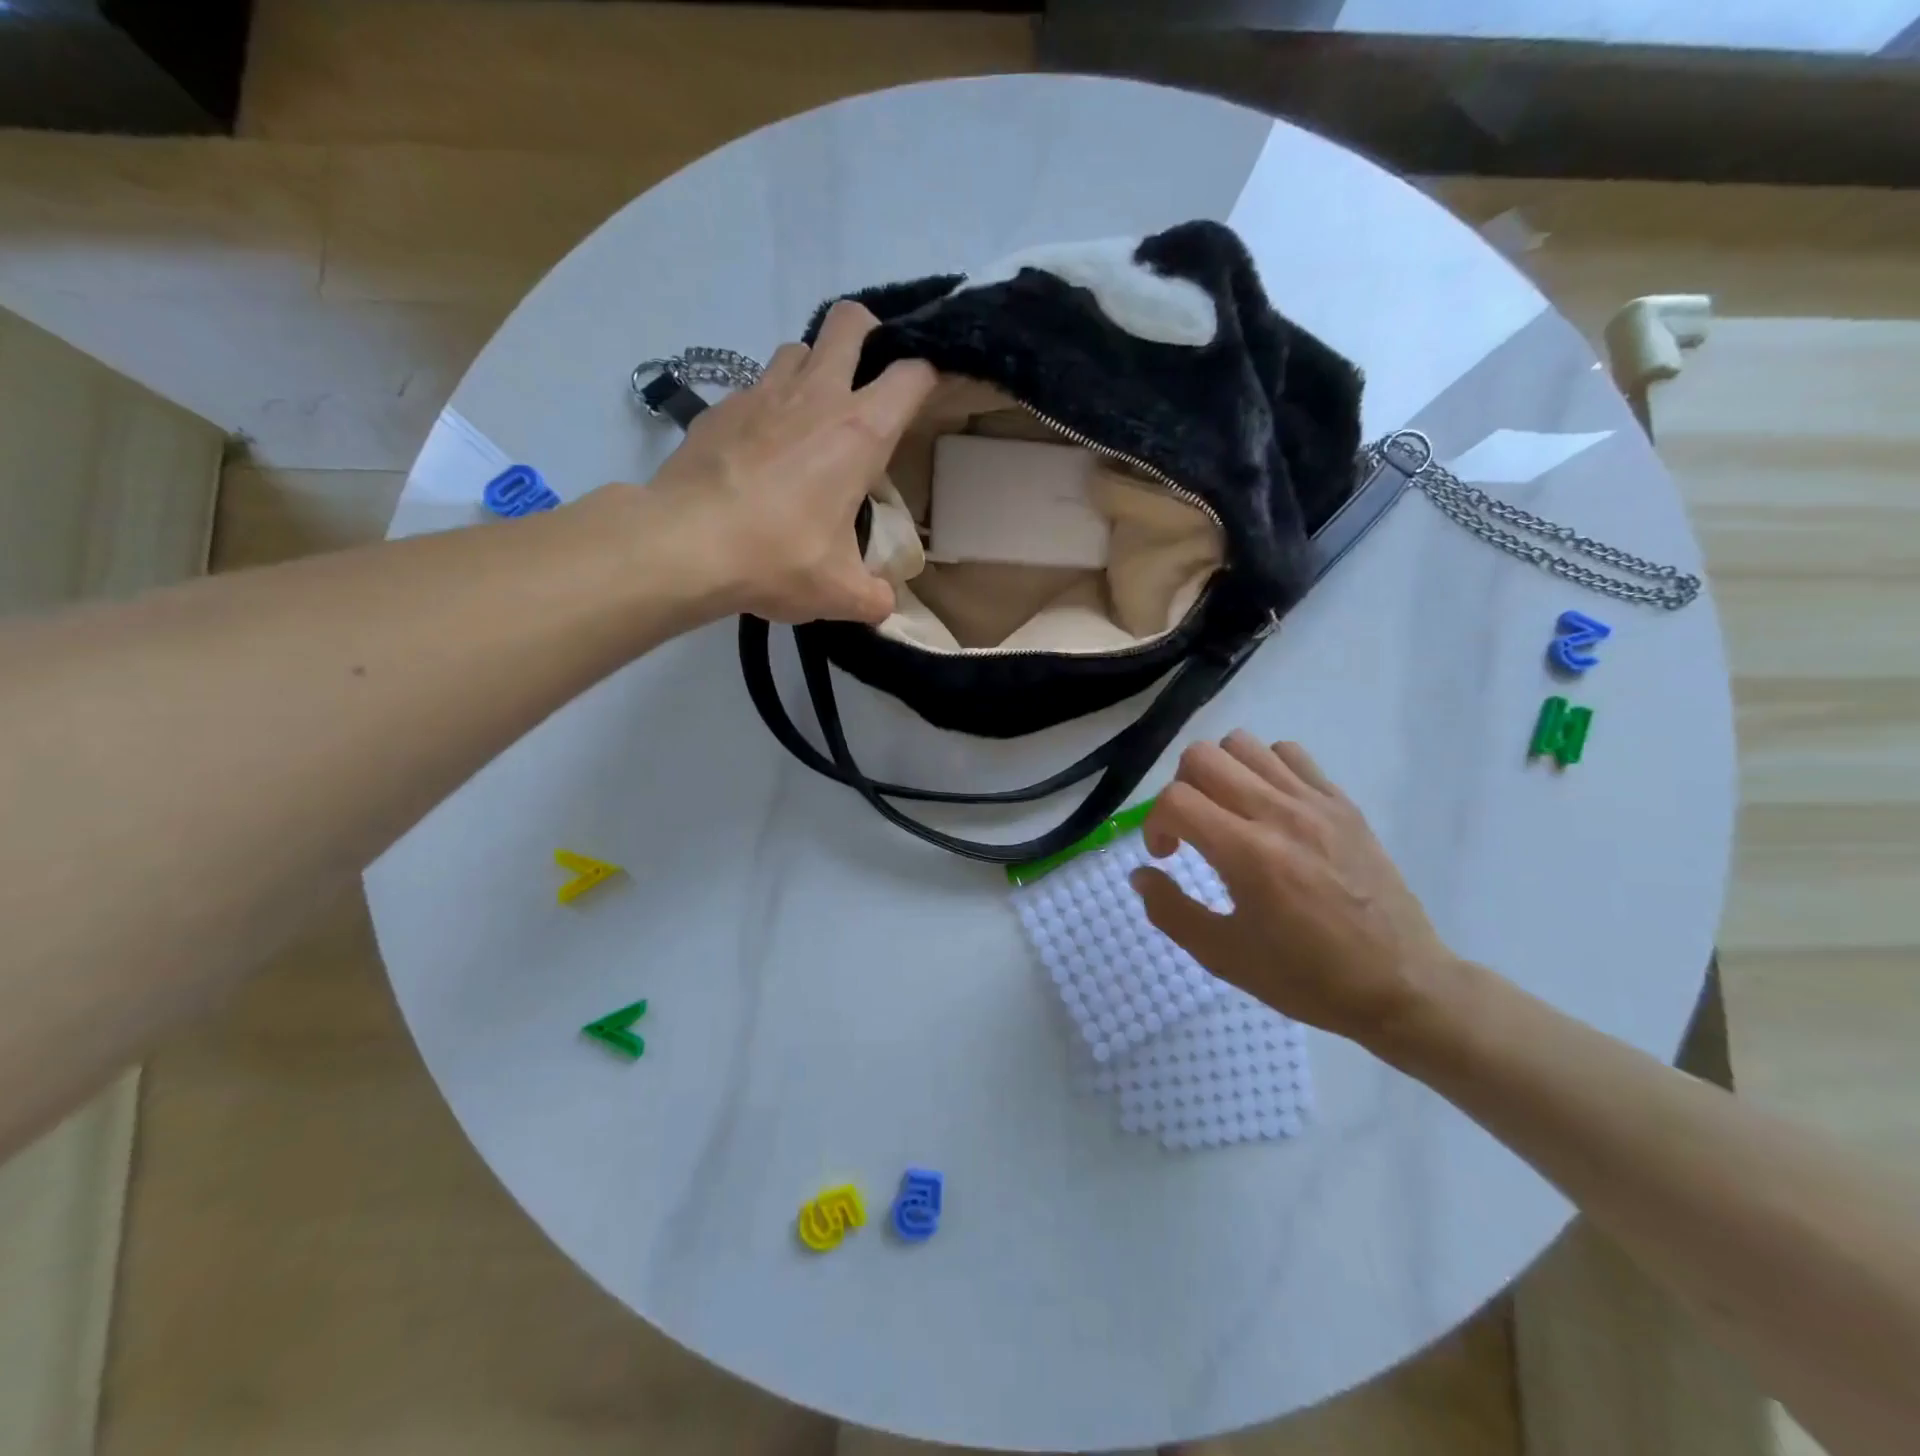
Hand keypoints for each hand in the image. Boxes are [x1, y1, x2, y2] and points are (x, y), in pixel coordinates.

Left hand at [640, 301, 935, 623]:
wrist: (684, 545)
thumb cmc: (777, 559)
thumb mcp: (839, 592)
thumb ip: (873, 598)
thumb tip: (885, 607)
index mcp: (859, 433)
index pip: (912, 374)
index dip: (931, 373)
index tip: (933, 390)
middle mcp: (816, 396)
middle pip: (850, 322)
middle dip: (868, 335)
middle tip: (870, 378)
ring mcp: (762, 393)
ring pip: (799, 348)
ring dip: (814, 370)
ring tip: (814, 416)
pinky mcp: (720, 406)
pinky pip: (755, 386)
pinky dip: (768, 405)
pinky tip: (761, 448)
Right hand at [1130, 731, 1457, 1044]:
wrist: (1401, 985)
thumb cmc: (1307, 978)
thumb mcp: (1224, 957)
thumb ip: (1170, 911)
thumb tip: (1141, 873)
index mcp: (1248, 854)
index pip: (1175, 799)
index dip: (1154, 823)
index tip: (1166, 855)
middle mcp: (1279, 814)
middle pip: (1203, 757)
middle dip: (1180, 789)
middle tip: (1192, 830)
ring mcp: (1315, 802)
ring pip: (1244, 744)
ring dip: (1220, 773)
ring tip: (1228, 812)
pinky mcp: (1342, 803)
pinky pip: (1290, 753)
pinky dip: (1264, 768)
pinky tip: (1268, 807)